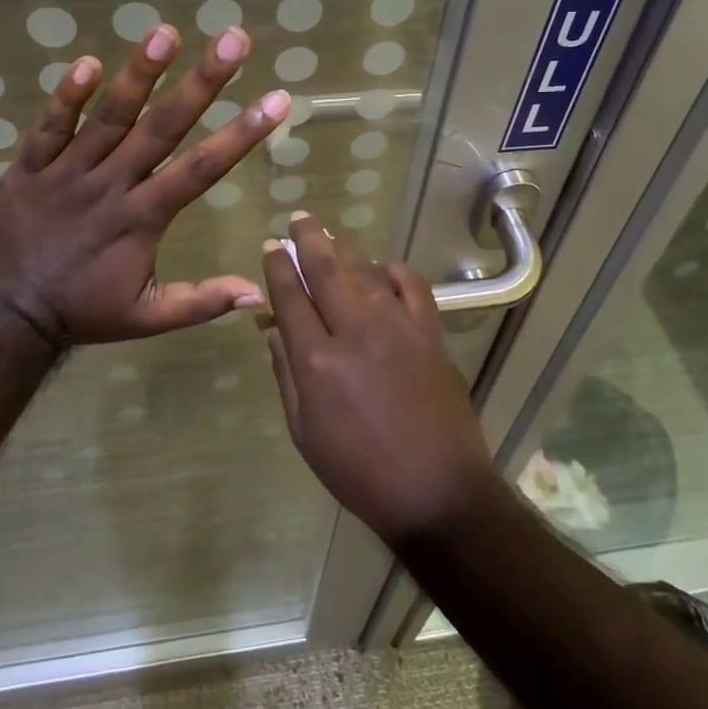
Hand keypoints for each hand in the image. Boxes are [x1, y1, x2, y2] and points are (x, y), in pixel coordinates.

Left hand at [0, 23, 290, 343]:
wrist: (5, 315)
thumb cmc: (83, 311)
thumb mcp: (147, 318)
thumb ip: (201, 302)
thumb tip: (258, 292)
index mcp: (143, 217)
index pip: (202, 168)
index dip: (242, 133)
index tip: (276, 100)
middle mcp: (111, 185)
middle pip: (162, 127)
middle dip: (202, 82)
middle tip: (232, 39)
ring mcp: (67, 173)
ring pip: (108, 117)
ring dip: (137, 75)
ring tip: (165, 33)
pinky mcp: (28, 168)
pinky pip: (48, 127)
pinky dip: (66, 96)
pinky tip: (87, 62)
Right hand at [260, 213, 499, 547]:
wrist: (435, 489)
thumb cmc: (359, 470)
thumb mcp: (304, 431)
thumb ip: (285, 374)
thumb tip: (271, 330)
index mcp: (317, 359)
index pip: (290, 296)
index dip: (277, 267)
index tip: (271, 246)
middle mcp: (354, 330)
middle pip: (326, 268)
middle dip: (308, 238)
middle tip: (299, 219)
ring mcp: (397, 326)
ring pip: (365, 269)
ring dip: (345, 249)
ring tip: (332, 237)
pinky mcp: (429, 331)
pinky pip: (411, 284)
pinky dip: (393, 269)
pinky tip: (382, 268)